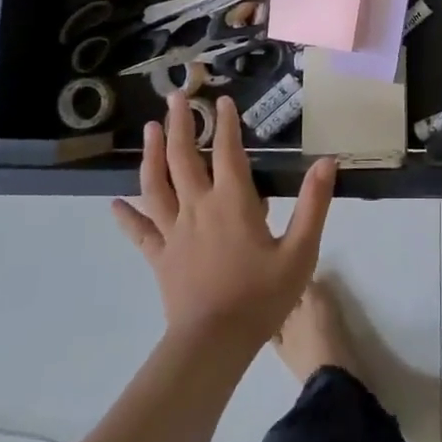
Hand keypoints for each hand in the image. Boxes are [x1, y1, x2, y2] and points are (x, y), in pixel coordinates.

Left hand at [112, 93, 336, 353]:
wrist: (214, 344)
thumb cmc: (261, 297)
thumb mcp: (300, 251)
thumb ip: (313, 204)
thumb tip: (327, 162)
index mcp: (232, 202)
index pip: (228, 152)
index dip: (226, 124)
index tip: (223, 100)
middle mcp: (198, 207)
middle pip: (183, 158)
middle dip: (179, 124)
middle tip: (175, 97)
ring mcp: (174, 232)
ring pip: (157, 185)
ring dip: (151, 154)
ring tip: (148, 129)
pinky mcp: (160, 257)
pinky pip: (140, 231)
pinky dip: (127, 216)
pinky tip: (114, 204)